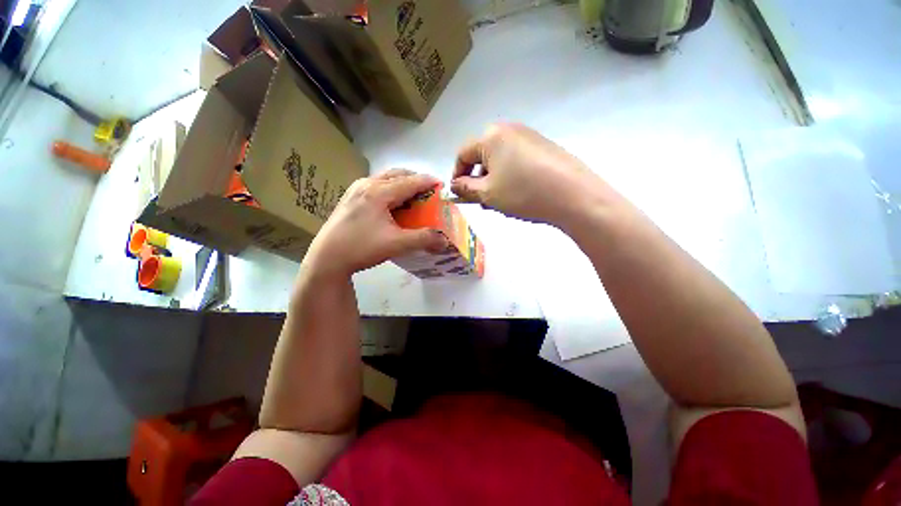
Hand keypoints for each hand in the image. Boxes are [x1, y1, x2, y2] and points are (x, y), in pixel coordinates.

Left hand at [303, 169, 446, 277]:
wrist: (327, 258)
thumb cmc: (362, 248)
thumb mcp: (397, 244)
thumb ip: (423, 239)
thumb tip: (445, 240)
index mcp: (379, 192)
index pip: (410, 182)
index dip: (428, 182)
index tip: (441, 184)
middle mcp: (367, 184)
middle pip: (397, 174)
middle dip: (415, 180)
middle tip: (428, 191)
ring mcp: (356, 189)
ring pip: (385, 178)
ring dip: (402, 184)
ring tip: (412, 197)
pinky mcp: (351, 197)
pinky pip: (376, 186)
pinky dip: (390, 189)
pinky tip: (392, 204)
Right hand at [451, 123, 604, 225]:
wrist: (573, 195)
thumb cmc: (523, 192)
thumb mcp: (488, 194)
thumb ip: (466, 188)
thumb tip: (455, 185)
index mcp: (491, 137)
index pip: (463, 153)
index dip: (457, 174)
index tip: (458, 193)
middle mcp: (509, 130)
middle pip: (483, 155)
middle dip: (478, 178)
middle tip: (481, 200)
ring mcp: (529, 136)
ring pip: (500, 159)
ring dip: (494, 179)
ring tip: (501, 200)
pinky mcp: (544, 147)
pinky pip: (517, 160)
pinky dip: (510, 175)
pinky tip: (519, 192)